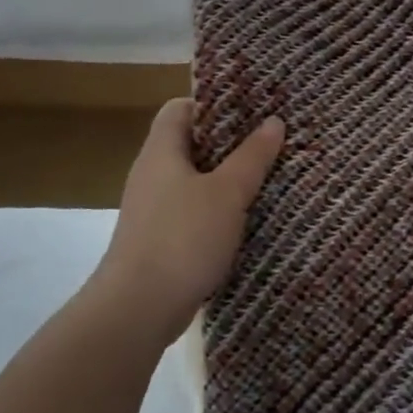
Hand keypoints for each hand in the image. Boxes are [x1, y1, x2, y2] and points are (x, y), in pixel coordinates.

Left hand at [92, 99, 284, 341]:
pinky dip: (217, 211)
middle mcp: (152, 174)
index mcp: (161, 151)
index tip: (249, 111)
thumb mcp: (227, 193)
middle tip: (269, 143)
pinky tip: (246, 221)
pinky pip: (192, 212)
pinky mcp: (159, 240)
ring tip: (266, 179)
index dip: (212, 104)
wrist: (138, 308)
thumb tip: (274, 121)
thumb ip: (252, 156)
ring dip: (226, 180)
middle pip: (190, 145)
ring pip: (194, 181)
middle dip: (229, 144)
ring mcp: (153, 210)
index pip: (180, 108)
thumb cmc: (183, 238)